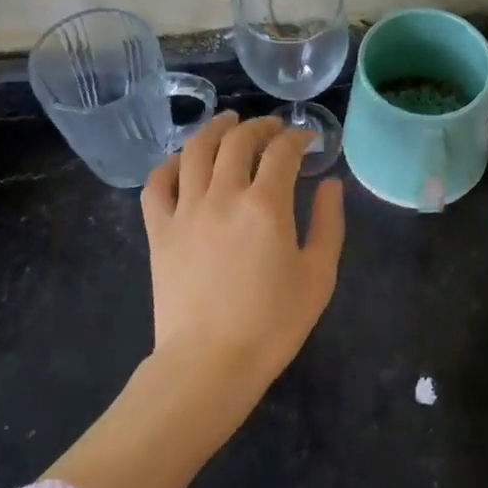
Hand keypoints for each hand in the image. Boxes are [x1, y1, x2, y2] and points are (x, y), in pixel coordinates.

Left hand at [141, 112, 345, 394]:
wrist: (209, 365)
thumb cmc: (272, 325)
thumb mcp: (318, 276)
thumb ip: (329, 223)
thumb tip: (330, 184)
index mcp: (265, 204)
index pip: (283, 152)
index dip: (299, 138)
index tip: (309, 141)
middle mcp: (223, 194)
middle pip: (238, 140)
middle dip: (261, 126)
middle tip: (274, 129)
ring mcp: (185, 209)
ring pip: (195, 150)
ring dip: (215, 128)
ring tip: (228, 122)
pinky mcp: (158, 230)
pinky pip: (157, 183)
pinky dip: (170, 164)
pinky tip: (183, 161)